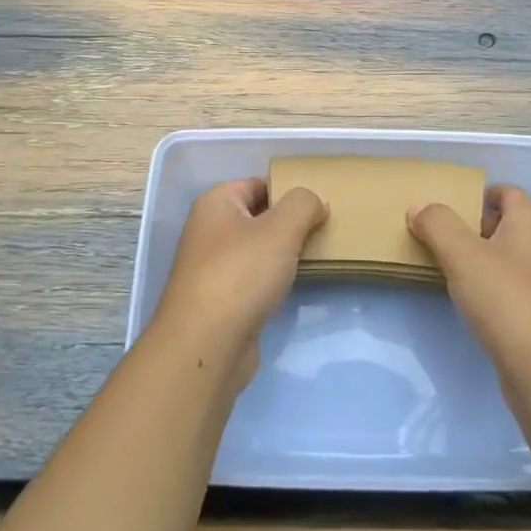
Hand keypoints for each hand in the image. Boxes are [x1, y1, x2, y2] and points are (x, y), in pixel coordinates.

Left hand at [154, 178, 327, 385]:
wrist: (205, 346)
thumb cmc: (241, 274)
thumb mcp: (281, 229)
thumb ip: (303, 205)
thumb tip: (315, 201)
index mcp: (216, 203)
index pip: (258, 184)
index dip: (289, 191)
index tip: (320, 205)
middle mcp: (209, 230)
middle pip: (258, 216)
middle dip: (290, 223)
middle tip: (324, 229)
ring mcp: (212, 267)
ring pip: (257, 249)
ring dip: (283, 253)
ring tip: (317, 255)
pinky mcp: (220, 300)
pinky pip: (253, 278)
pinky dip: (273, 279)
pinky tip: (294, 286)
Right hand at [409, 185, 530, 372]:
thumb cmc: (506, 299)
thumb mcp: (462, 254)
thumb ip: (437, 224)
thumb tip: (419, 206)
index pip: (505, 192)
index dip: (477, 194)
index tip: (446, 205)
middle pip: (503, 224)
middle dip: (470, 227)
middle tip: (435, 235)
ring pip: (505, 258)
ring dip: (477, 260)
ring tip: (443, 266)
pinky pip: (509, 288)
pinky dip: (488, 288)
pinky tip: (466, 301)